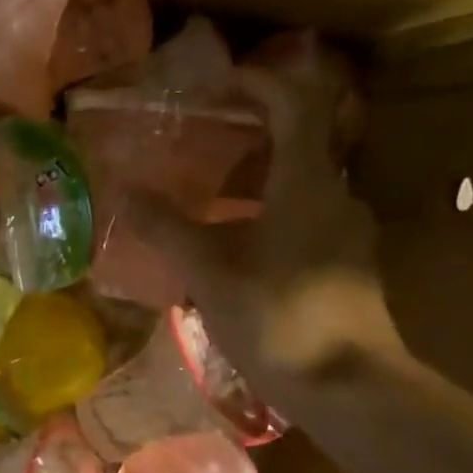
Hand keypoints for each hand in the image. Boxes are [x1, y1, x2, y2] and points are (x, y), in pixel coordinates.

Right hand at [122, 32, 402, 401]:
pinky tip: (236, 243)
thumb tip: (122, 191)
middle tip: (205, 136)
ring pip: (301, 184)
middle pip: (300, 141)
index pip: (295, 105)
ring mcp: (346, 233)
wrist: (350, 389)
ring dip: (259, 177)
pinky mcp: (346, 266)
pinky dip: (270, 211)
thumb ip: (165, 227)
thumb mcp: (209, 270)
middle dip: (252, 131)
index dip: (260, 83)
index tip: (220, 82)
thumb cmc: (278, 317)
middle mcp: (336, 196)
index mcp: (307, 184)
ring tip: (210, 193)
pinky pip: (305, 217)